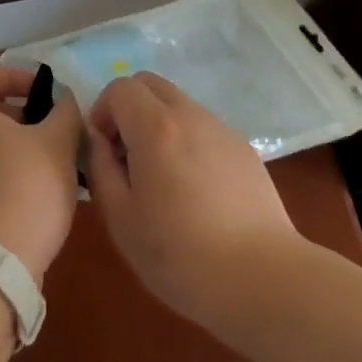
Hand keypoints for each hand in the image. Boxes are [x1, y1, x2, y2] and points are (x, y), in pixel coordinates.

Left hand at [0, 64, 82, 282]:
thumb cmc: (25, 191)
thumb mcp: (58, 143)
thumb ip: (64, 112)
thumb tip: (64, 100)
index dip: (15, 75)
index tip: (45, 92)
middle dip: (23, 115)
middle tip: (55, 130)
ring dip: (20, 148)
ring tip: (55, 165)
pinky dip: (9, 176)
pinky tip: (39, 197)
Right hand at [87, 72, 302, 326]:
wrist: (262, 278)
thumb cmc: (181, 255)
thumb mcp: (121, 219)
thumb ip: (100, 168)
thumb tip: (99, 141)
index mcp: (156, 127)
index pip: (120, 87)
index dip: (103, 112)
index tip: (104, 151)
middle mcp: (189, 114)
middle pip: (150, 83)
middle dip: (129, 108)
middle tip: (127, 156)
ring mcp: (221, 128)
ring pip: (178, 104)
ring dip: (158, 124)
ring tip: (162, 178)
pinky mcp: (243, 148)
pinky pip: (203, 127)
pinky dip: (187, 140)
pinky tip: (196, 191)